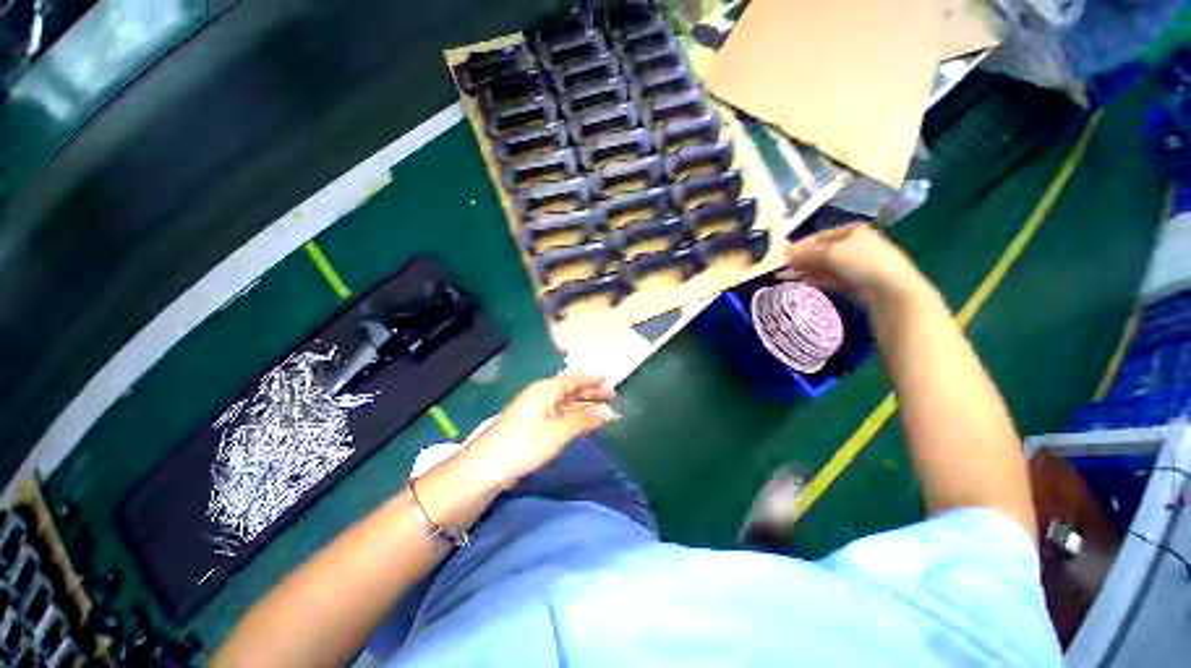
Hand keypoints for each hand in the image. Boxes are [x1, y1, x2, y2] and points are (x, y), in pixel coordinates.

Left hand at [467, 372, 616, 487]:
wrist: (486, 467)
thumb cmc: (524, 444)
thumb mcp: (558, 432)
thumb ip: (583, 420)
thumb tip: (608, 412)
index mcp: (545, 390)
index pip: (573, 379)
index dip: (591, 380)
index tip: (608, 380)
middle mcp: (541, 395)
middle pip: (570, 389)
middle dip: (590, 391)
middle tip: (611, 395)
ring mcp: (535, 409)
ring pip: (565, 401)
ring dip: (583, 404)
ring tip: (601, 408)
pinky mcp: (532, 424)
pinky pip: (559, 412)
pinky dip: (573, 414)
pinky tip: (581, 420)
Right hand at [781, 223, 927, 307]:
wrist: (889, 288)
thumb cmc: (861, 262)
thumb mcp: (829, 253)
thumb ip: (805, 253)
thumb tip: (786, 254)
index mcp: (851, 231)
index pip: (819, 236)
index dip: (800, 245)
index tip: (783, 255)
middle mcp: (853, 245)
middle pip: (820, 251)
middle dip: (800, 259)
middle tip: (781, 268)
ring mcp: (854, 264)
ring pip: (823, 266)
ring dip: (803, 271)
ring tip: (783, 278)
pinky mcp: (853, 281)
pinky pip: (828, 278)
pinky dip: (814, 280)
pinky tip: (800, 284)